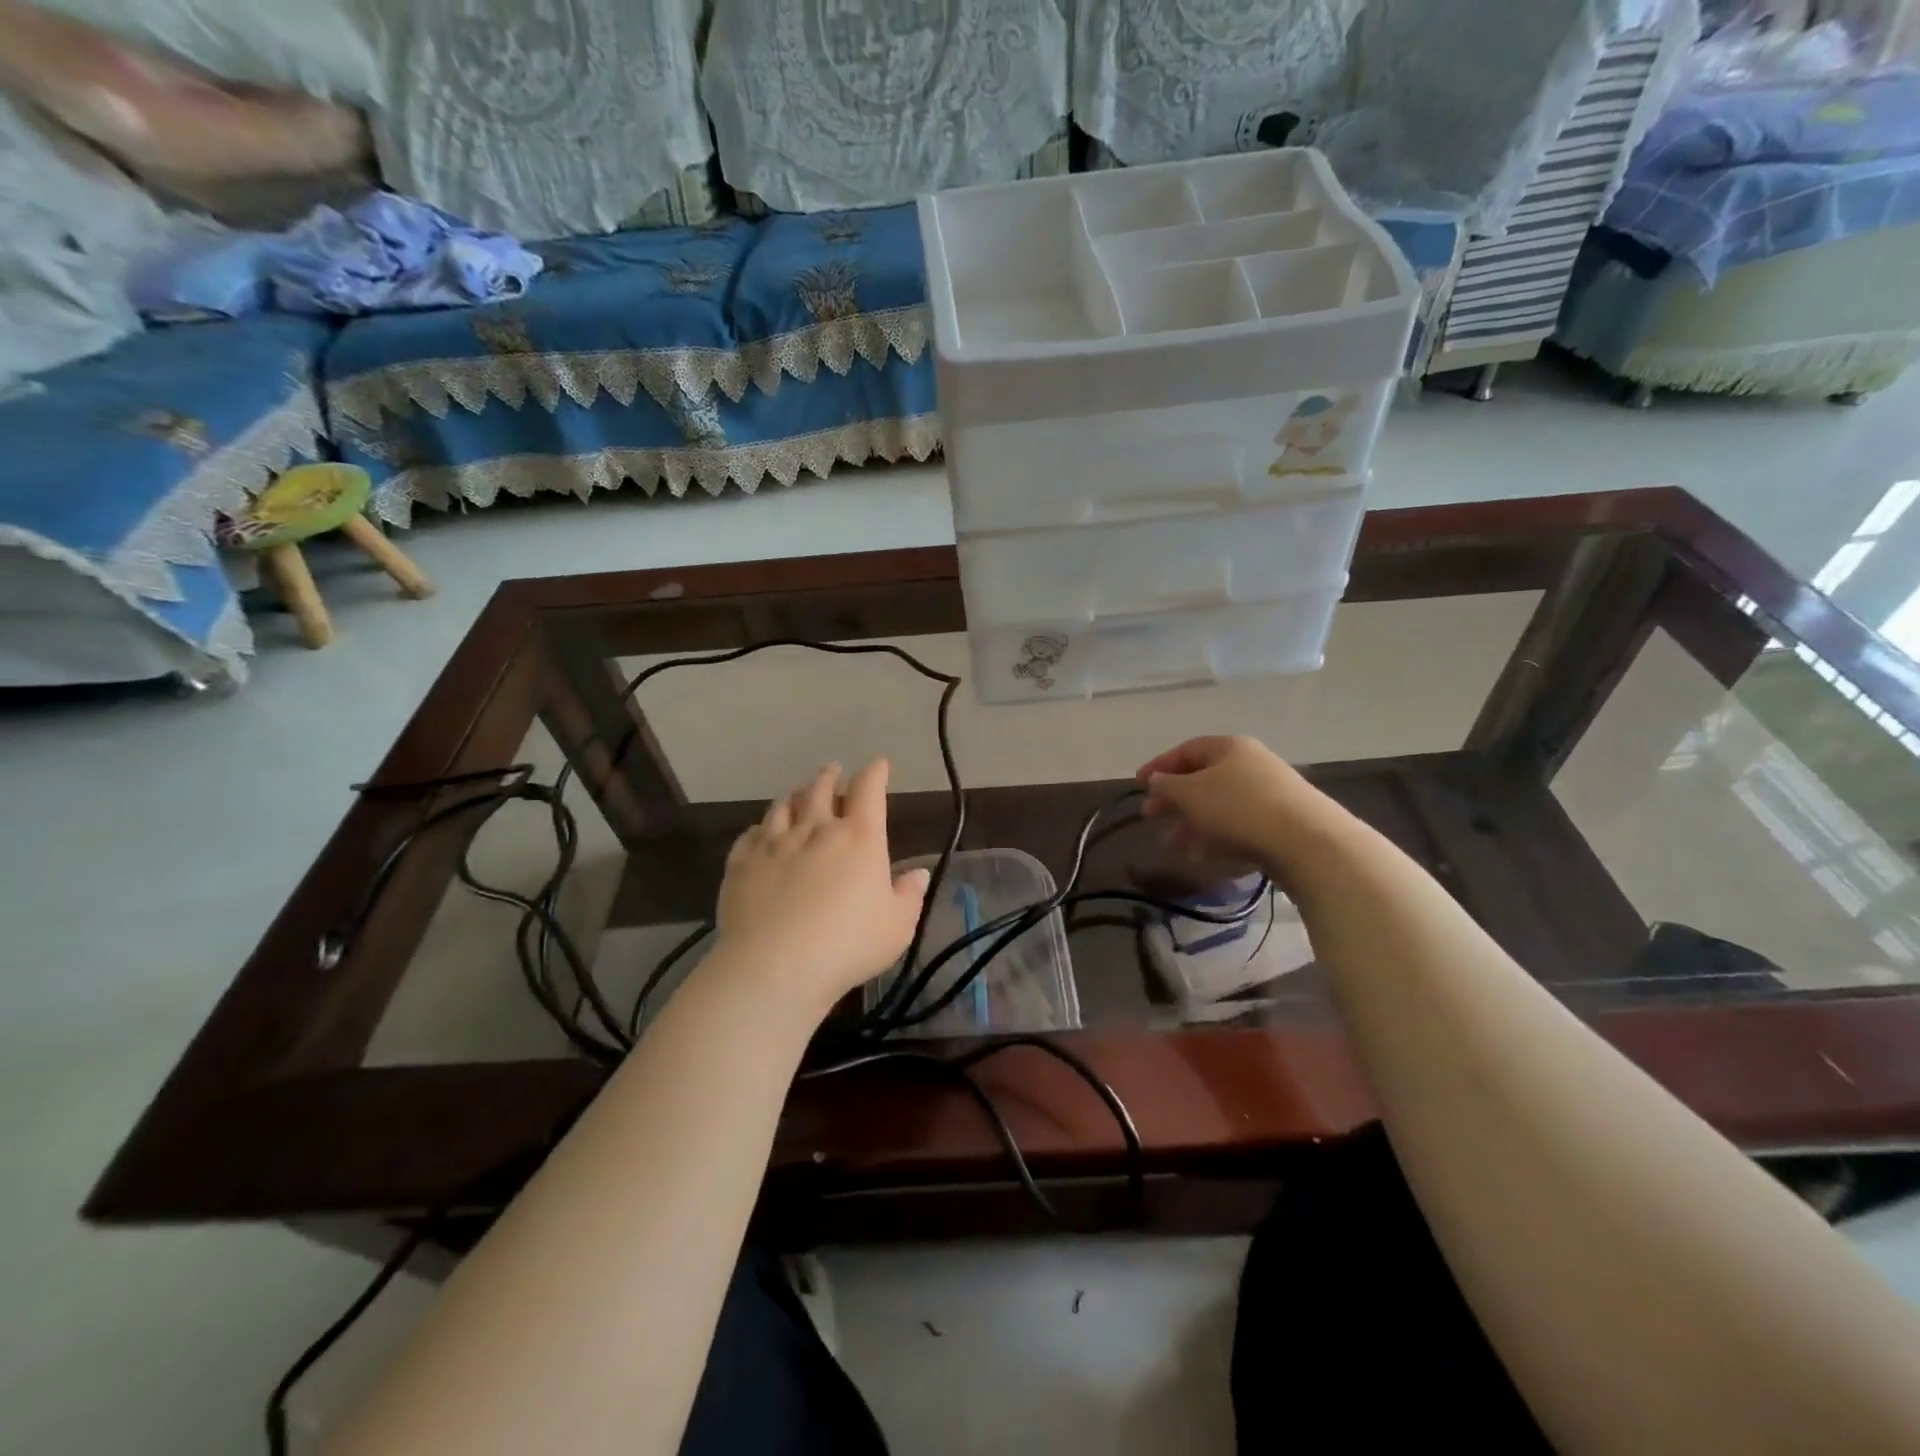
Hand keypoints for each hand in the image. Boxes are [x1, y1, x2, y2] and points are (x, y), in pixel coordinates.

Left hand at [714, 759, 929, 1013]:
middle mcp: (816, 830)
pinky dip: (760, 828)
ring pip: (782, 807)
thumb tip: (918, 873)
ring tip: (795, 793)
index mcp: (859, 837)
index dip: (875, 773)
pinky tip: (760, 832)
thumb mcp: (897, 926)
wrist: (776, 966)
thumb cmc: (848, 945)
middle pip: (820, 789)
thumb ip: (909, 895)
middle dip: (829, 777)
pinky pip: (751, 835)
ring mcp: (775, 844)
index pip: (869, 790)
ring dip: (793, 796)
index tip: (878, 764)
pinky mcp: (742, 864)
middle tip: (832, 770)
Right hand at [1136, 735, 1325, 871]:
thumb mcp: (1190, 794)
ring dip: (1192, 823)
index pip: (1186, 750)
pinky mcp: (1281, 822)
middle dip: (1175, 800)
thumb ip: (1167, 786)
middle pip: (1203, 779)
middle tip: (1152, 817)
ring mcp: (1269, 793)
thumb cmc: (1238, 808)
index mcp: (1229, 747)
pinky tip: (1203, 856)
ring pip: (1219, 805)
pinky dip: (1216, 837)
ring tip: (1174, 845)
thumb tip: (1157, 780)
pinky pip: (1239, 825)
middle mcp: (1250, 764)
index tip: (1138, 785)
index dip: (1159, 766)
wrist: (1307, 842)